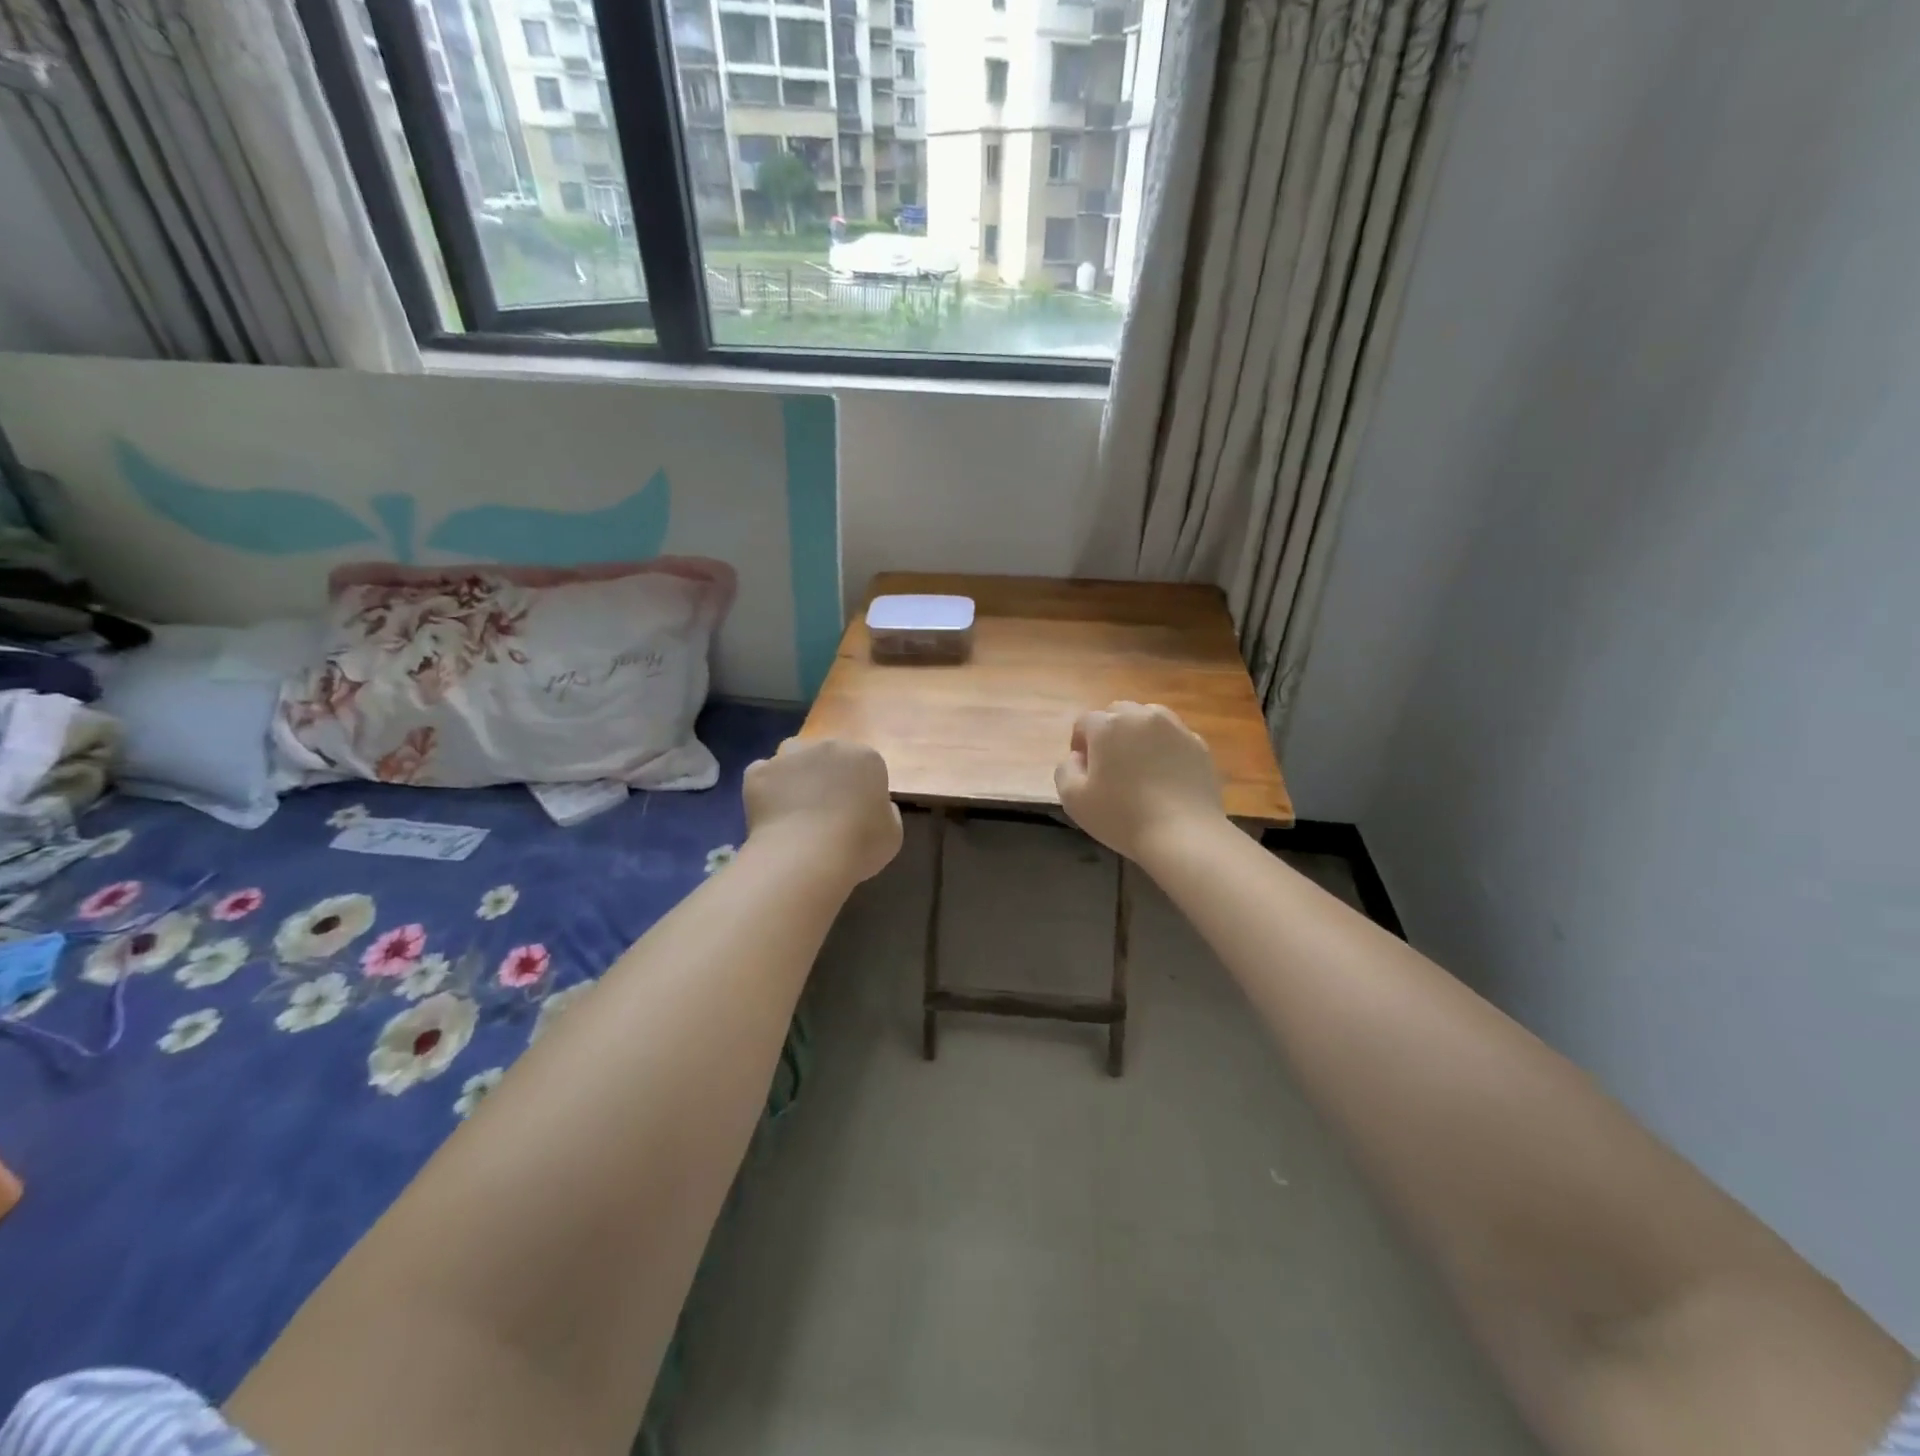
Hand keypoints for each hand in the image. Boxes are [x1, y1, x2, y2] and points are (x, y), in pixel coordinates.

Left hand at [744, 738, 902, 883]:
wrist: (806, 856)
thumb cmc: (859, 845)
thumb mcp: (892, 834)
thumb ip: (886, 812)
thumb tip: (874, 806)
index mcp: (865, 757)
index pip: (863, 765)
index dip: (858, 788)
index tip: (854, 813)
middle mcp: (827, 745)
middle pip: (826, 756)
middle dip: (825, 777)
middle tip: (823, 811)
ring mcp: (789, 756)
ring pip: (792, 759)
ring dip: (794, 776)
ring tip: (793, 810)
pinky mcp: (759, 771)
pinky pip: (763, 776)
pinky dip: (766, 791)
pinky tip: (770, 816)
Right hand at [1054, 702, 1225, 864]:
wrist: (1184, 835)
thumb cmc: (1122, 816)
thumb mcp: (1073, 799)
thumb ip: (1066, 769)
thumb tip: (1077, 757)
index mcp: (1108, 725)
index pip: (1085, 722)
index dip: (1080, 744)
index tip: (1084, 770)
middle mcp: (1142, 716)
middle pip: (1118, 713)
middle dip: (1109, 732)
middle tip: (1110, 765)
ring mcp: (1175, 728)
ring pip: (1149, 718)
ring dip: (1138, 734)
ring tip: (1139, 765)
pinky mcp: (1199, 745)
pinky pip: (1173, 737)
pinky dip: (1165, 748)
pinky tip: (1165, 776)